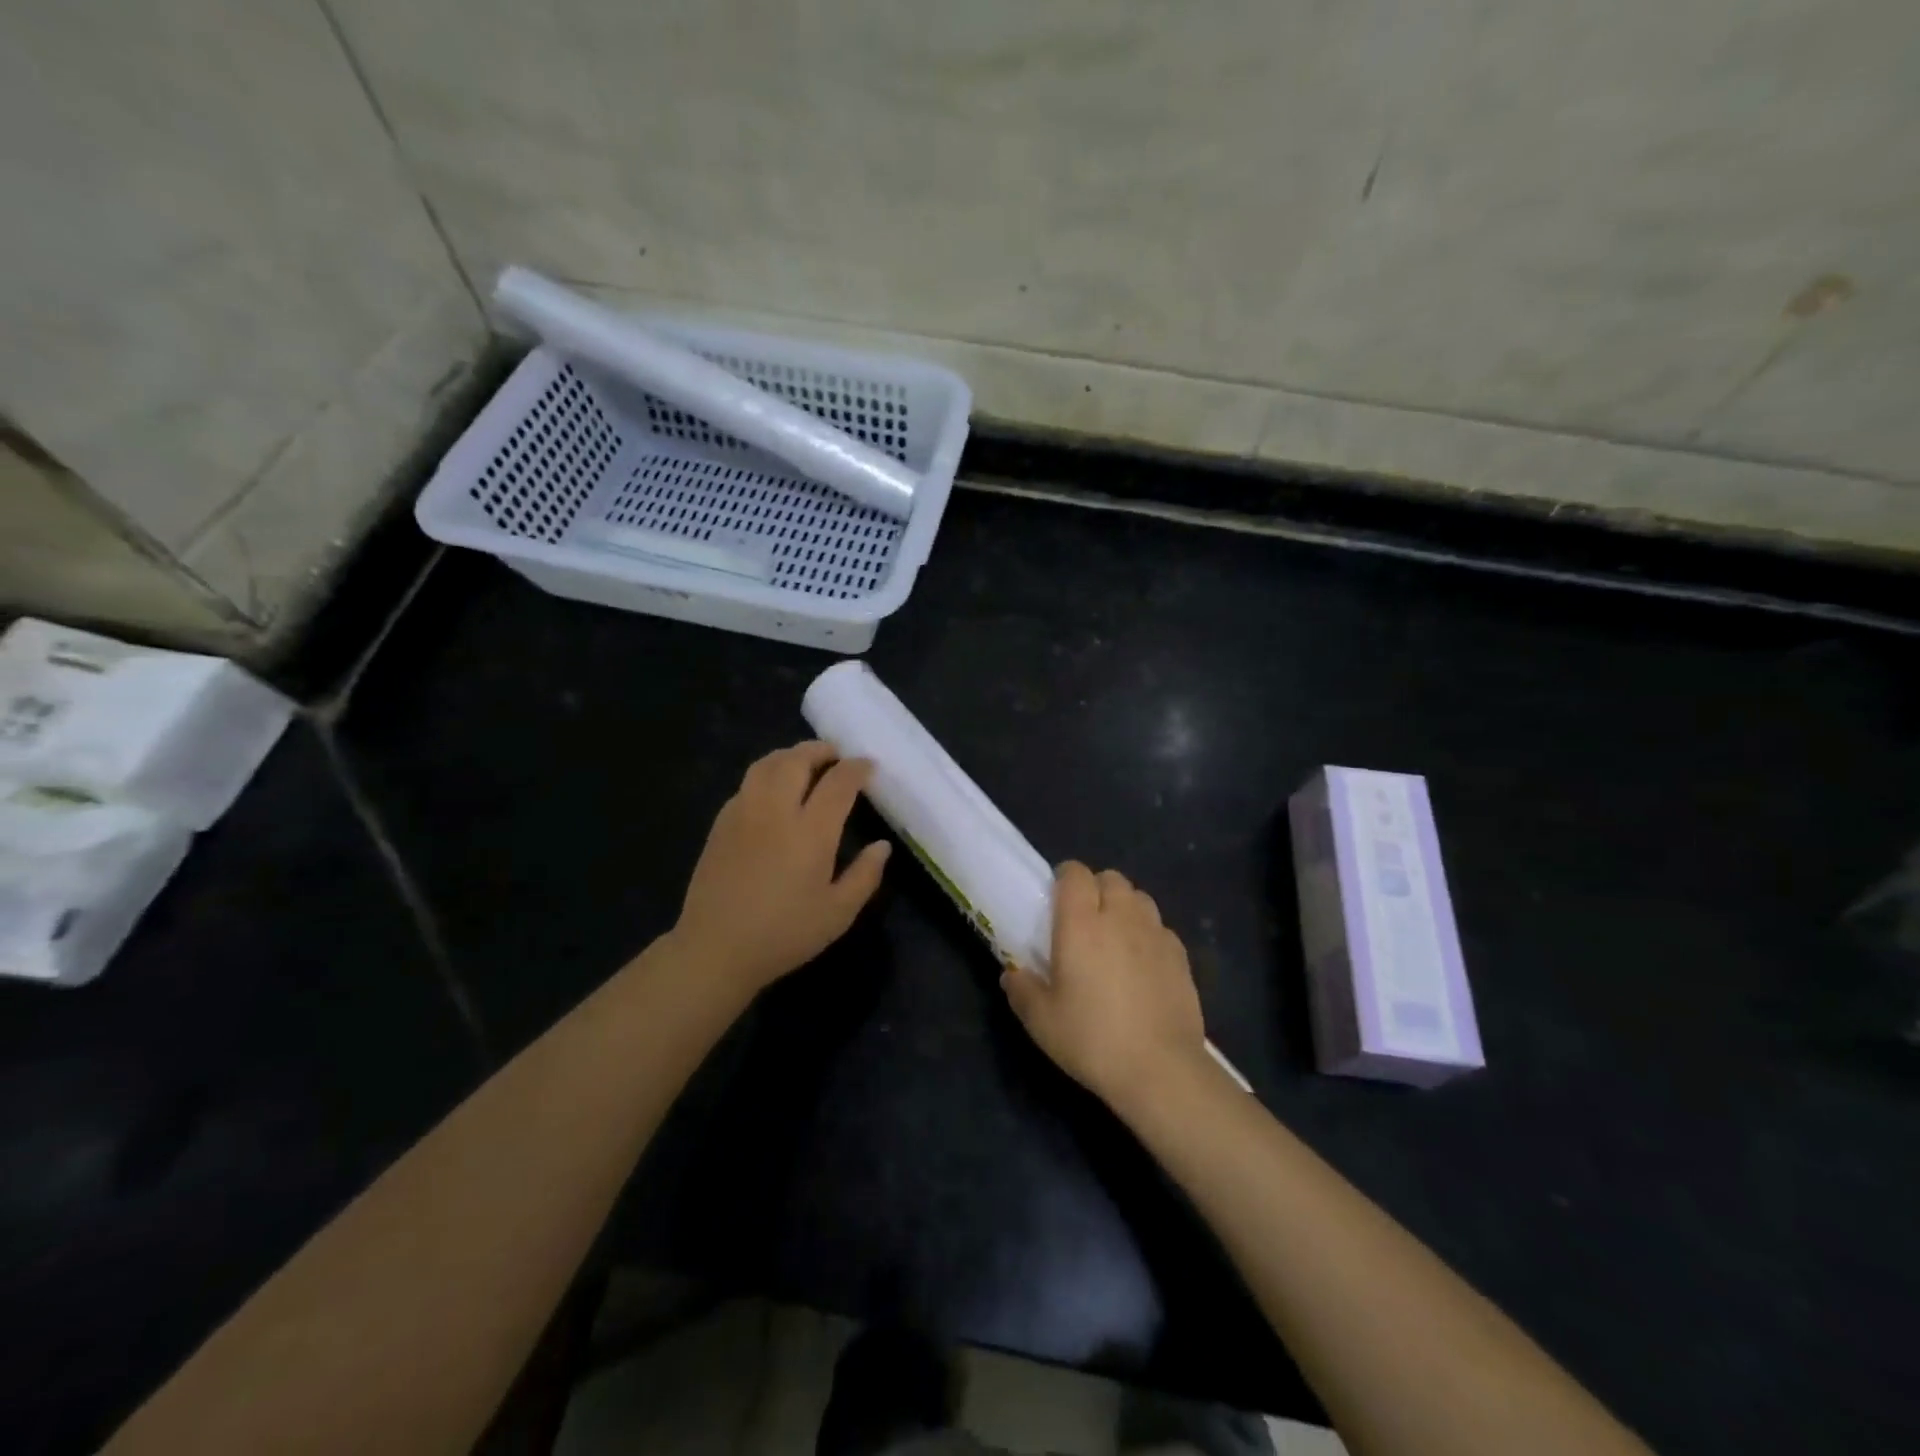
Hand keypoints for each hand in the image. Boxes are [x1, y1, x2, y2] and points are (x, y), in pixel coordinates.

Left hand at [670, 741, 890, 999]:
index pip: (839, 782)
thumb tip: (882, 846)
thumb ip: (865, 875)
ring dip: (790, 756)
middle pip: (797, 760)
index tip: (869, 766)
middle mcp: (776, 811)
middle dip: (820, 750)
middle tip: (836, 754)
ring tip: (804, 763)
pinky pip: (747, 784)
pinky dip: (766, 775)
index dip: (857, 768)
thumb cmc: (784, 934)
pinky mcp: (721, 824)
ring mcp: (743, 813)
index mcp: (811, 831)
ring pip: (766, 765)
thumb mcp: (838, 913)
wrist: (716, 949)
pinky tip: (773, 792)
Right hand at [1001, 862, 1208, 1108]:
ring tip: (1115, 936)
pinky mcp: (1180, 955)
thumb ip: (1022, 991)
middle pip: (1111, 878)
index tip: (1056, 898)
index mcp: (1081, 923)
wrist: (1160, 1069)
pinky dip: (1148, 933)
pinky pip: (1161, 927)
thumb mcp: (1041, 1021)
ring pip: (1139, 897)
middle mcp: (1120, 917)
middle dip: (1096, 888)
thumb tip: (1011, 975)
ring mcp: (1155, 933)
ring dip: (1124, 906)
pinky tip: (1142, 962)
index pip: (1075, 873)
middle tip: (1084, 920)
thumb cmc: (1092, 1039)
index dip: (1065, 877)